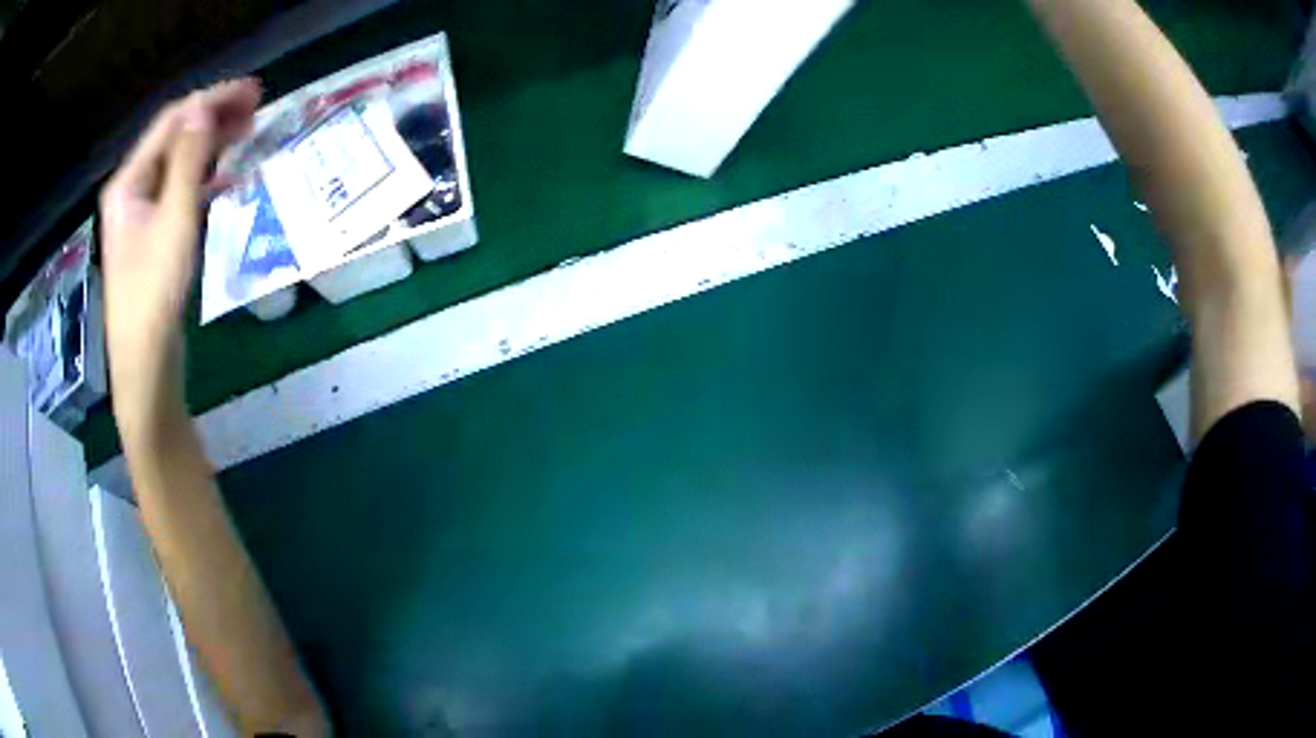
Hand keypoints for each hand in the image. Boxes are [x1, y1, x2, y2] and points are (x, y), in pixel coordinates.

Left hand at [99, 79, 259, 436]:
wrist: (145, 366)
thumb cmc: (153, 294)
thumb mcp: (174, 221)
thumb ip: (187, 160)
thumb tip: (205, 107)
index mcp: (128, 182)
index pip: (171, 121)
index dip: (210, 99)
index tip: (252, 91)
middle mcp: (132, 191)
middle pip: (173, 139)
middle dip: (212, 118)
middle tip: (257, 108)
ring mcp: (141, 215)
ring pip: (178, 164)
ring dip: (211, 144)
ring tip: (248, 133)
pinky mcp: (153, 237)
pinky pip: (179, 191)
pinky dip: (204, 177)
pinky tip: (225, 176)